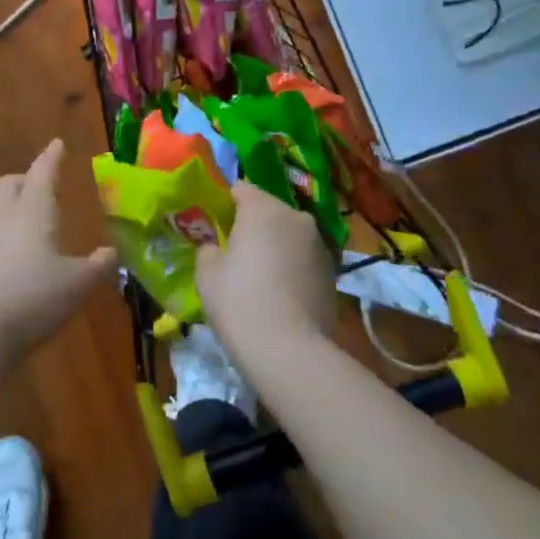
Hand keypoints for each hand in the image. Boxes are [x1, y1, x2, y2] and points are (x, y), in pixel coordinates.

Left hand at [0, 139, 116, 360]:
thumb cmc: (32, 298)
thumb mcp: (77, 285)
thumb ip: (97, 267)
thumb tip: (112, 253)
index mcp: (32, 211)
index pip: (43, 173)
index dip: (51, 157)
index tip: (56, 144)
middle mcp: (1, 218)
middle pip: (8, 185)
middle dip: (24, 180)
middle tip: (38, 185)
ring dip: (5, 207)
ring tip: (20, 219)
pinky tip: (3, 260)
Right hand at [196, 181, 336, 359]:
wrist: (290, 350)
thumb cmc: (239, 302)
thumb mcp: (206, 273)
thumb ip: (208, 248)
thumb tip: (216, 246)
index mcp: (263, 208)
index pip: (241, 188)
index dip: (225, 203)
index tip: (215, 224)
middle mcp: (295, 216)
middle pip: (268, 210)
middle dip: (252, 224)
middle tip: (235, 251)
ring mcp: (319, 243)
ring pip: (289, 234)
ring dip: (275, 245)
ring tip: (260, 276)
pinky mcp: (332, 271)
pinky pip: (303, 257)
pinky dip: (292, 266)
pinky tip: (281, 293)